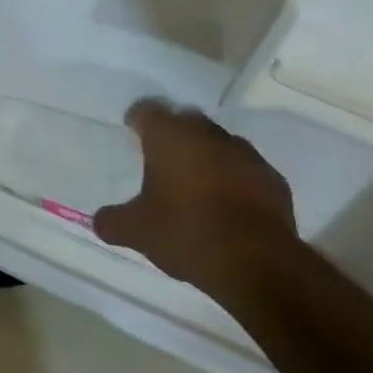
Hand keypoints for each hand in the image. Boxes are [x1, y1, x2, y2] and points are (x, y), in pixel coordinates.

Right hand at [93, 100, 298, 306]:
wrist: (258, 262)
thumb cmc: (186, 233)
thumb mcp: (137, 232)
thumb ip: (113, 221)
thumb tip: (99, 221)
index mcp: (169, 137)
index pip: (148, 110)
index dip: (138, 118)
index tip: (132, 129)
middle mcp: (207, 134)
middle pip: (186, 120)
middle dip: (174, 133)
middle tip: (162, 155)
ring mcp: (245, 154)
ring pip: (219, 143)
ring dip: (206, 154)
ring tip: (196, 181)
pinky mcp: (273, 179)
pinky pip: (246, 169)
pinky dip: (235, 178)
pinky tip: (229, 202)